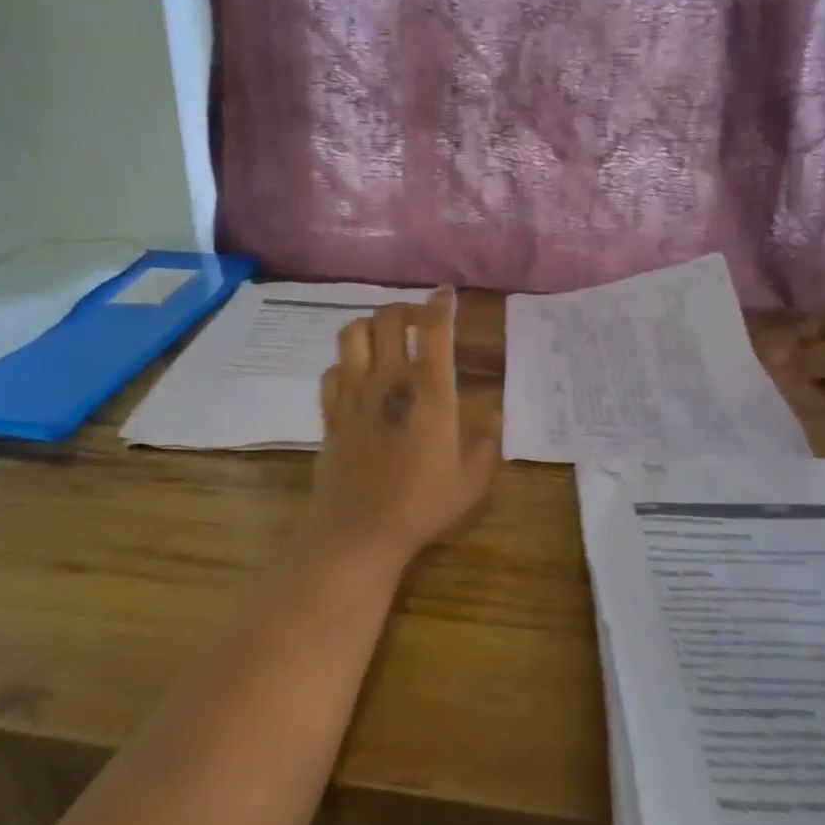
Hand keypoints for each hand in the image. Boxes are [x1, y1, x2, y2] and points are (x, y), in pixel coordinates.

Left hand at [302, 288, 499, 572]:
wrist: (359, 530)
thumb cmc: (422, 505)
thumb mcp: (471, 480)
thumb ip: (487, 444)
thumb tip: (495, 416)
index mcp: (429, 391)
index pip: (432, 328)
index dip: (440, 303)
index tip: (445, 294)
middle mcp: (388, 381)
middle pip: (387, 318)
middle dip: (405, 309)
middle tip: (418, 322)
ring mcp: (353, 394)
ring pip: (352, 334)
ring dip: (370, 326)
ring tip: (384, 339)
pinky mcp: (330, 412)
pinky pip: (332, 371)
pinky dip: (345, 364)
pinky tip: (357, 376)